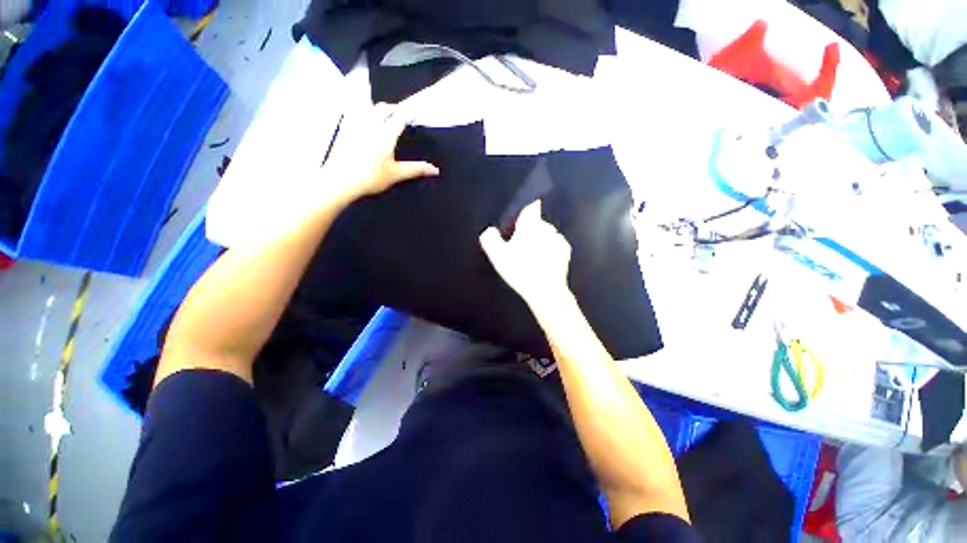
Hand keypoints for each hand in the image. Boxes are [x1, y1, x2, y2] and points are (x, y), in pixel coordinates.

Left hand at [321, 103, 438, 202]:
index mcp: (386, 134)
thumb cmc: (371, 177)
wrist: (341, 180)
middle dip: (392, 108)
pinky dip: (360, 111)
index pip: (399, 118)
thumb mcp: (396, 174)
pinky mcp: (343, 128)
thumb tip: (435, 170)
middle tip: (398, 113)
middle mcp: (371, 124)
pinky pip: (352, 112)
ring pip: (366, 107)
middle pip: (383, 108)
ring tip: (381, 113)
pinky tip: (361, 118)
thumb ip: (416, 169)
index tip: (413, 113)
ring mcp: (355, 124)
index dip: (407, 114)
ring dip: (376, 107)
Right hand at [479, 200, 571, 306]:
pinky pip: (556, 244)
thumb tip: (489, 231)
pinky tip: (543, 259)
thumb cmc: (520, 271)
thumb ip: (490, 240)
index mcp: (530, 226)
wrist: (545, 290)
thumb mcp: (498, 256)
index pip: (530, 207)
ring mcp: (558, 239)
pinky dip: (550, 248)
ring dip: (541, 239)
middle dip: (531, 229)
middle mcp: (546, 229)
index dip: (527, 208)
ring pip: (547, 233)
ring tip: (532, 254)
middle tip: (522, 243)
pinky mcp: (565, 251)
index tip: (524, 213)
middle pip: (537, 222)